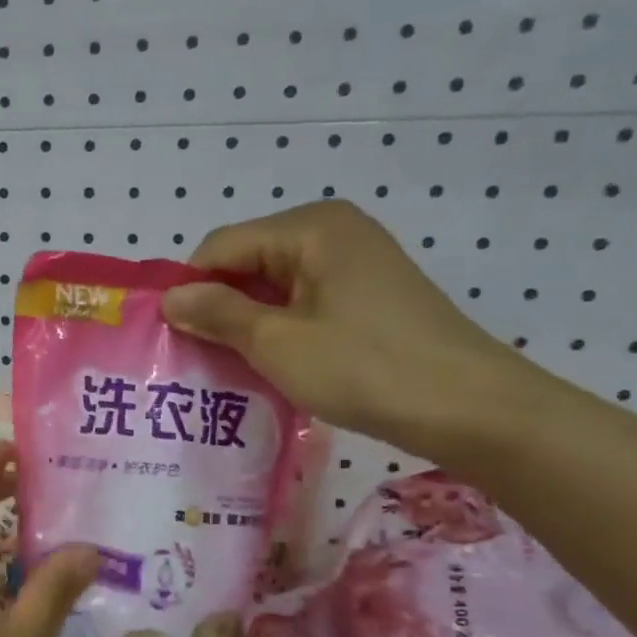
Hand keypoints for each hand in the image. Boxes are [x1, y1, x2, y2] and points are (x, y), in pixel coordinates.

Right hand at [161, 200, 531, 460]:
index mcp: (309, 227)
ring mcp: (355, 263)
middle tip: (193, 359)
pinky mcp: (369, 296)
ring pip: (274, 287)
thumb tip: (170, 298)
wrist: (469, 408)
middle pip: (248, 262)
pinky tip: (269, 366)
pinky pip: (303, 303)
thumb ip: (217, 314)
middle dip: (218, 307)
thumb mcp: (277, 342)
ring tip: (226, 368)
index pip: (220, 247)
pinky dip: (279, 330)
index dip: (189, 288)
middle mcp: (332, 232)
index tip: (168, 337)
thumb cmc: (364, 367)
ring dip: (247, 324)